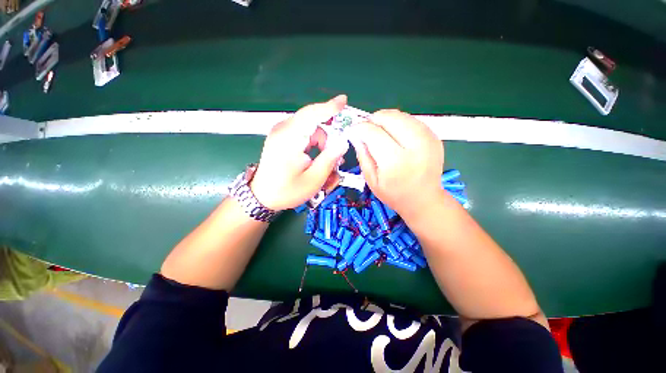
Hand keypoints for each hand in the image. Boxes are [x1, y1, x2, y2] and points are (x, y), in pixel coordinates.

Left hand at [250, 96, 349, 210]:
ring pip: (310, 129)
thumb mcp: (314, 179)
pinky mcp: (281, 138)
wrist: (262, 197)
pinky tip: (315, 159)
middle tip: (336, 157)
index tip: (344, 101)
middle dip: (328, 138)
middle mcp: (283, 130)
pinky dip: (313, 144)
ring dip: (321, 143)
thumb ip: (330, 159)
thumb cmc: (287, 191)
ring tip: (324, 163)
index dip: (329, 107)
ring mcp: (281, 133)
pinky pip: (303, 134)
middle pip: (313, 123)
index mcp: (289, 139)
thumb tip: (343, 142)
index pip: (311, 114)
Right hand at [349, 109, 443, 220]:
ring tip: (380, 132)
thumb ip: (363, 155)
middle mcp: (414, 146)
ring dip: (386, 119)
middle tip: (367, 130)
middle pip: (390, 117)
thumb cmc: (394, 194)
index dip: (360, 128)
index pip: (373, 133)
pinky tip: (394, 134)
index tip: (353, 131)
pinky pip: (412, 120)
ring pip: (401, 115)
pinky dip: (399, 122)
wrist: (424, 200)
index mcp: (395, 162)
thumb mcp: (371, 180)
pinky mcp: (434, 137)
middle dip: (373, 119)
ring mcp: (428, 139)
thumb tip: (355, 134)